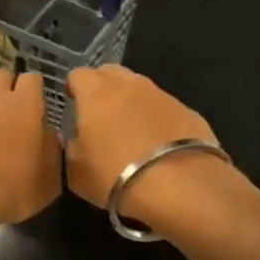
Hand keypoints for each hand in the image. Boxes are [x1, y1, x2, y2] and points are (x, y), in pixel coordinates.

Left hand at [0, 70, 61, 239]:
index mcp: (23, 106)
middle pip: (0, 75)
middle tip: (11, 111)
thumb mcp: (48, 182)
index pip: (32, 78)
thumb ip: (52, 152)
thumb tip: (49, 137)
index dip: (35, 90)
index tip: (37, 108)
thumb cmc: (9, 191)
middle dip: (7, 87)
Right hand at [66, 66, 236, 233]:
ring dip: (130, 102)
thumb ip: (71, 146)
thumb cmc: (114, 175)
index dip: (73, 88)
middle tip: (99, 114)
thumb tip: (77, 137)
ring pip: (139, 88)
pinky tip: (156, 142)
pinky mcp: (187, 110)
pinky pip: (163, 107)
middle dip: (101, 87)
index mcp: (96, 92)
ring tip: (129, 129)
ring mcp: (162, 94)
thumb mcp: (75, 170)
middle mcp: (129, 84)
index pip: (78, 75)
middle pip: (110, 73)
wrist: (177, 186)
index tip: (72, 104)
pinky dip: (155, 118)